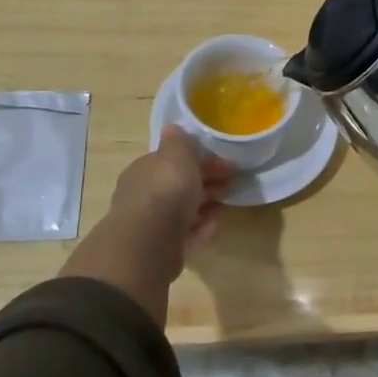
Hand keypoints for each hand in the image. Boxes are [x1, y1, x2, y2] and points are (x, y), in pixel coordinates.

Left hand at [61, 126, 233, 323]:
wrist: (150, 241)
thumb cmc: (165, 188)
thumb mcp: (176, 154)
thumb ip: (179, 141)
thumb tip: (173, 128)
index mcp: (145, 169)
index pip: (172, 159)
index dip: (199, 157)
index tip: (224, 160)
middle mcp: (145, 195)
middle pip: (179, 184)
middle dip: (205, 180)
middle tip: (232, 180)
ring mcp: (153, 223)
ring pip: (184, 208)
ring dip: (206, 203)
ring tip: (228, 201)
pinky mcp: (164, 248)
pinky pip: (187, 232)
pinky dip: (202, 226)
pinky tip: (217, 221)